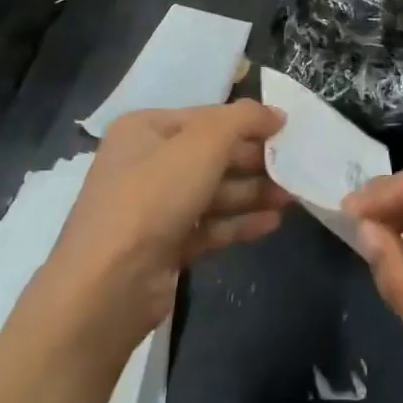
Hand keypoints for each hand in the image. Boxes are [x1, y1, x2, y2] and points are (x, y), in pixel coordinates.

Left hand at [39, 102, 289, 360]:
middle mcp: (146, 163)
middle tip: (296, 167)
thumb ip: (244, 119)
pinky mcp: (163, 246)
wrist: (107, 287)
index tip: (288, 131)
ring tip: (293, 197)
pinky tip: (272, 223)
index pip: (206, 116)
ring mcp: (153, 208)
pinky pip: (209, 226)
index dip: (248, 122)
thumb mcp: (204, 143)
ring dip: (254, 192)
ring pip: (213, 192)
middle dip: (255, 161)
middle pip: (212, 155)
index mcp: (145, 129)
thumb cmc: (154, 197)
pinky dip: (239, 222)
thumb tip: (276, 114)